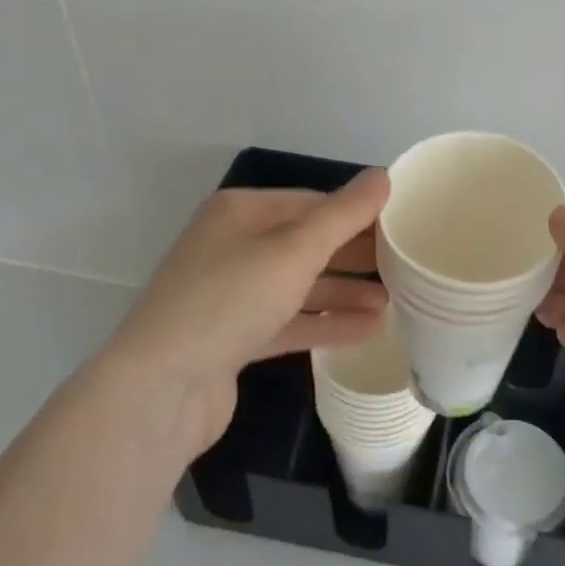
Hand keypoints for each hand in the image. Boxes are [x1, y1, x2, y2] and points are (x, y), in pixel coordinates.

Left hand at [99, 171, 390, 456]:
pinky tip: (369, 330)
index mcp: (241, 212)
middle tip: (406, 267)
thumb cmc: (229, 301)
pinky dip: (326, 323)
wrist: (158, 390)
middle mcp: (234, 246)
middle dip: (355, 256)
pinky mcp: (234, 338)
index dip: (358, 214)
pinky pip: (291, 321)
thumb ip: (343, 214)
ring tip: (394, 302)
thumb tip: (384, 175)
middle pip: (308, 244)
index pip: (313, 203)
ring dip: (345, 292)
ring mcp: (231, 294)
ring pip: (301, 285)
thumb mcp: (294, 250)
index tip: (403, 228)